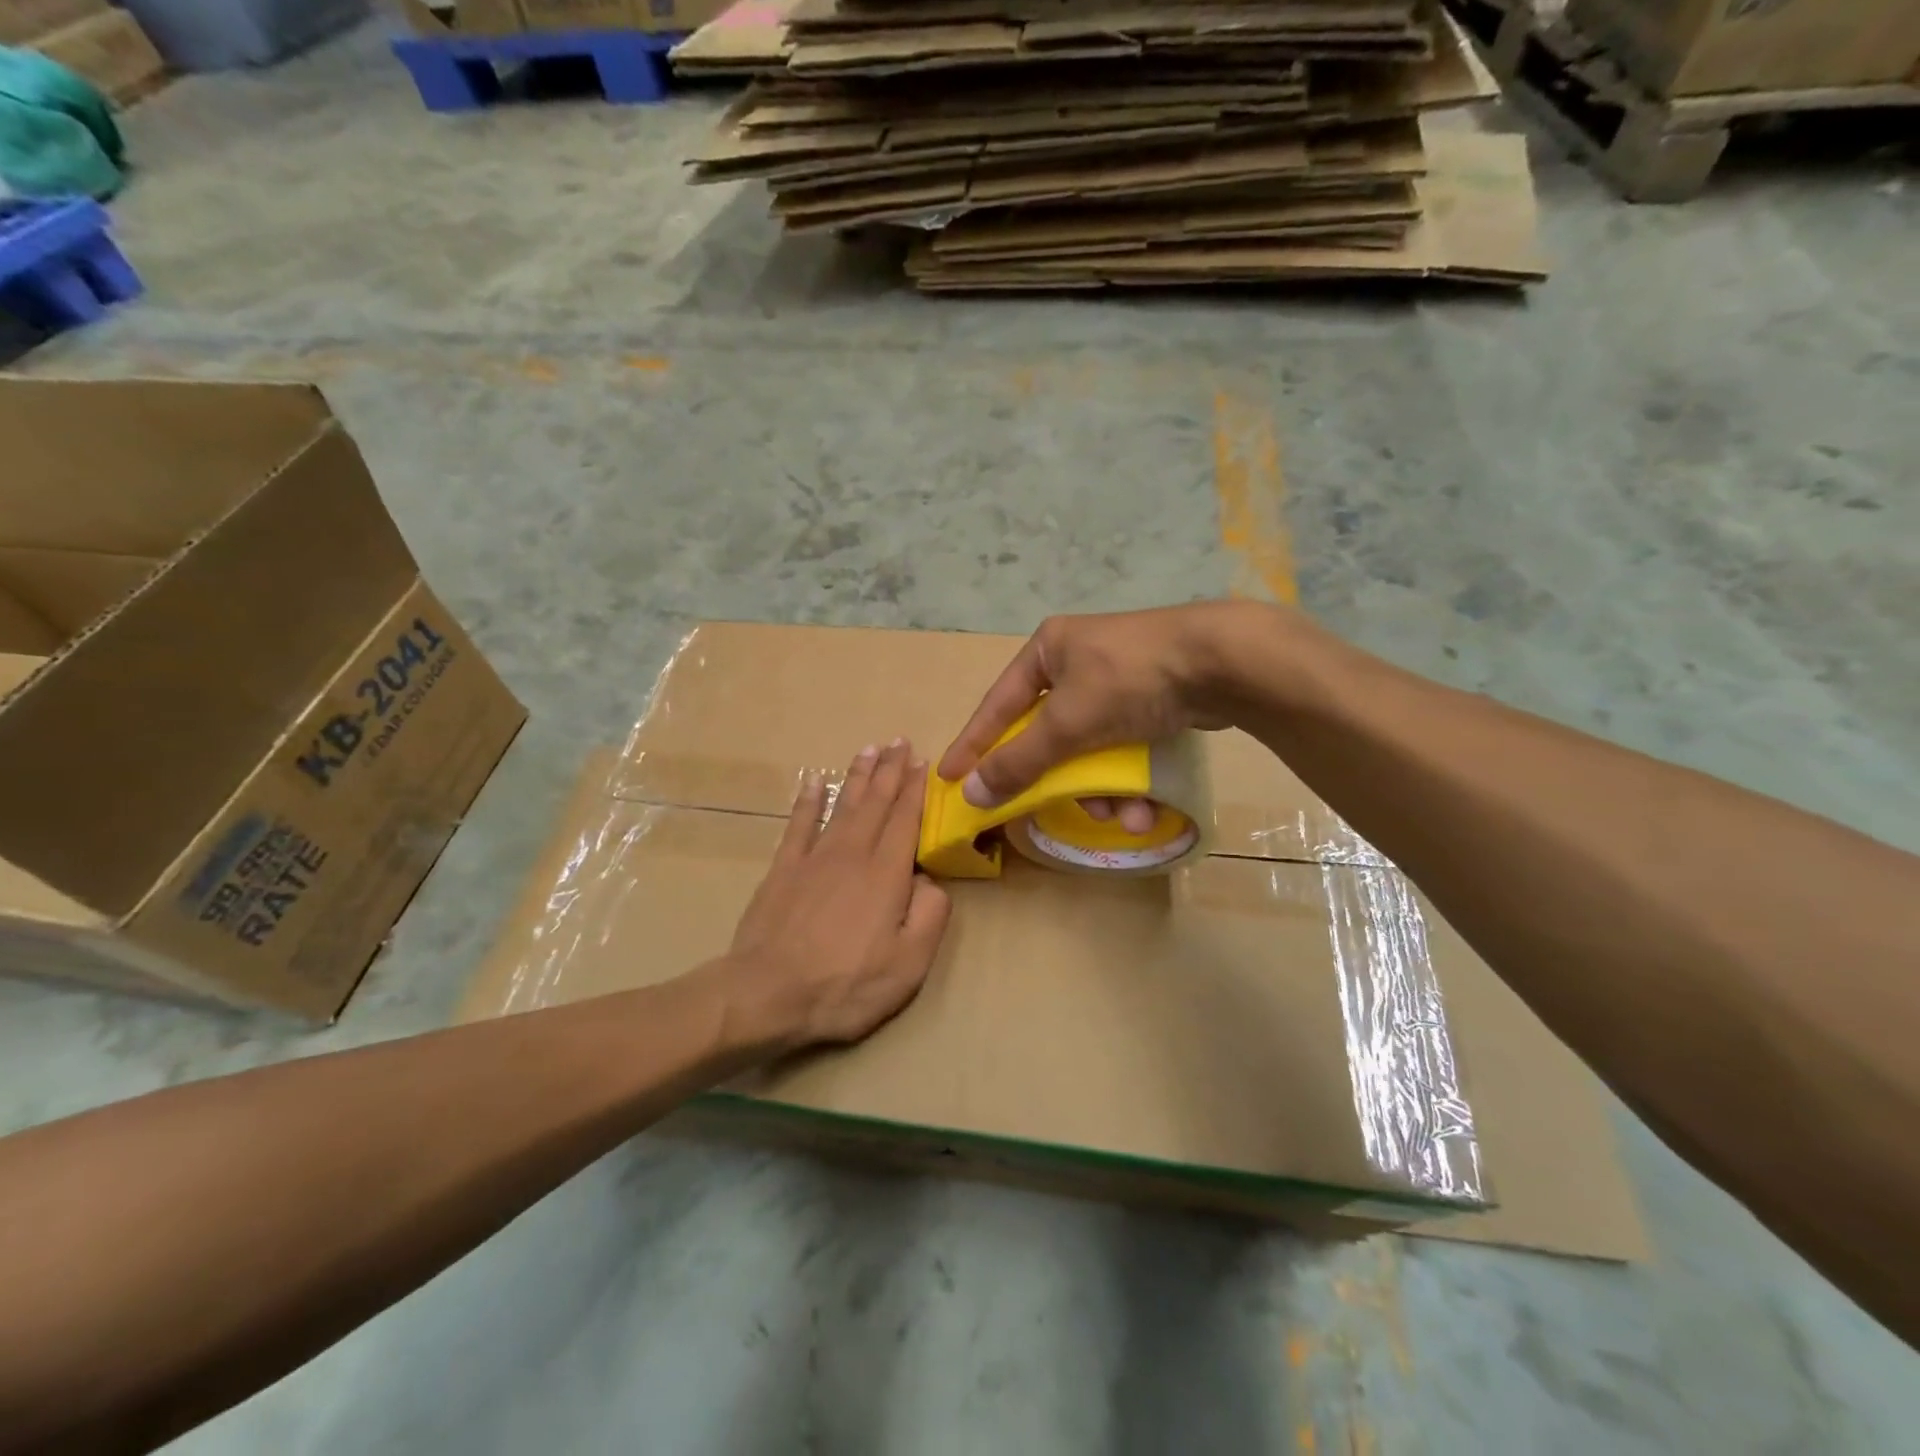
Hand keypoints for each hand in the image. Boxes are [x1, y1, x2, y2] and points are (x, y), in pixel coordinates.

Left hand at [724, 740, 951, 1051]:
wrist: (767, 993)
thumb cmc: (845, 984)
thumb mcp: (908, 964)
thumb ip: (930, 916)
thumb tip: (931, 881)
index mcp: (886, 875)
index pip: (906, 820)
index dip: (916, 790)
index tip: (923, 762)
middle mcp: (853, 854)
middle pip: (876, 803)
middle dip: (891, 771)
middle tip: (900, 741)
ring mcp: (814, 858)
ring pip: (843, 806)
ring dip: (858, 776)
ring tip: (870, 749)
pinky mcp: (783, 869)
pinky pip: (799, 824)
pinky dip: (808, 800)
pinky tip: (814, 780)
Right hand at [936, 602, 1266, 816]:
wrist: (1223, 661)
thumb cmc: (1129, 680)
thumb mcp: (1067, 723)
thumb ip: (1019, 761)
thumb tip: (972, 794)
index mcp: (1048, 650)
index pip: (998, 705)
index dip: (974, 744)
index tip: (951, 777)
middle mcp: (1078, 661)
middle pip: (1049, 734)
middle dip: (1058, 780)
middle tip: (1049, 809)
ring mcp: (1118, 680)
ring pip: (1090, 748)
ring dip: (1102, 789)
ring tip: (1123, 816)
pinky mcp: (1152, 699)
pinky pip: (1123, 747)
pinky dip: (1130, 778)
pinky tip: (1146, 807)